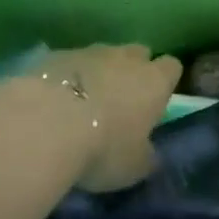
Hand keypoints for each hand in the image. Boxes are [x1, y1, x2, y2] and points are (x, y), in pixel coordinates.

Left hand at [41, 44, 181, 192]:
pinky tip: (56, 101)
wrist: (47, 124)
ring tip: (84, 102)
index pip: (172, 67)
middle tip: (121, 101)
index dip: (165, 82)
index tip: (156, 101)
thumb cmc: (103, 148)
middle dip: (133, 71)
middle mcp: (126, 58)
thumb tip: (149, 152)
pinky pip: (71, 63)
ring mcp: (90, 52)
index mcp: (154, 81)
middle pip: (138, 53)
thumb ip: (146, 155)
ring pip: (103, 55)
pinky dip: (69, 77)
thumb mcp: (134, 167)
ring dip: (99, 73)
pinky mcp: (57, 55)